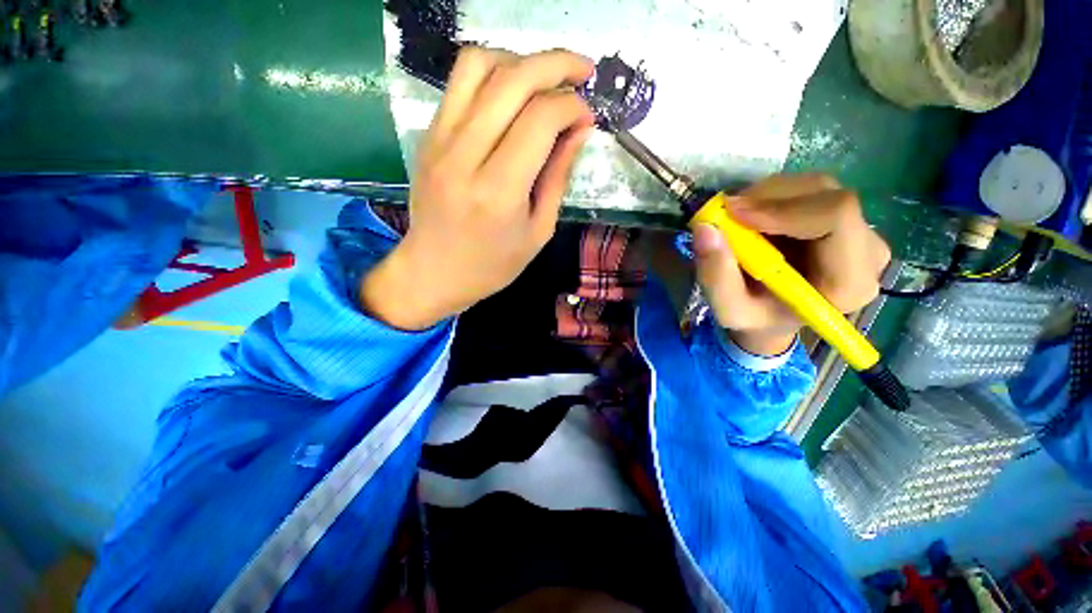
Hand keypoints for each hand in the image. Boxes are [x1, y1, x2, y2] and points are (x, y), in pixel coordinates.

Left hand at [361, 47, 594, 329]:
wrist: (433, 272)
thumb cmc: (492, 265)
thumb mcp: (538, 231)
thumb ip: (558, 177)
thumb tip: (579, 130)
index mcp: (499, 190)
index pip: (540, 119)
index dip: (572, 106)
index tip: (588, 116)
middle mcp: (465, 156)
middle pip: (513, 79)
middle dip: (557, 64)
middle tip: (583, 72)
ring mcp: (439, 141)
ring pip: (479, 65)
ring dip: (521, 61)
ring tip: (544, 80)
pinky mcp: (428, 136)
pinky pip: (459, 83)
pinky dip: (492, 75)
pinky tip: (511, 95)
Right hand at [693, 174, 891, 355]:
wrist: (774, 316)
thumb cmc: (756, 318)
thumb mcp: (729, 310)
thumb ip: (716, 276)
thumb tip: (705, 228)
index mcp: (849, 281)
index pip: (836, 216)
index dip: (782, 208)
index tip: (733, 214)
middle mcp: (868, 250)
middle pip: (826, 195)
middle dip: (768, 198)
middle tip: (726, 213)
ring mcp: (860, 229)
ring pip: (816, 187)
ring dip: (767, 195)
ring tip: (736, 219)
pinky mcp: (844, 217)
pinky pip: (809, 190)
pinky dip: (771, 195)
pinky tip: (752, 217)